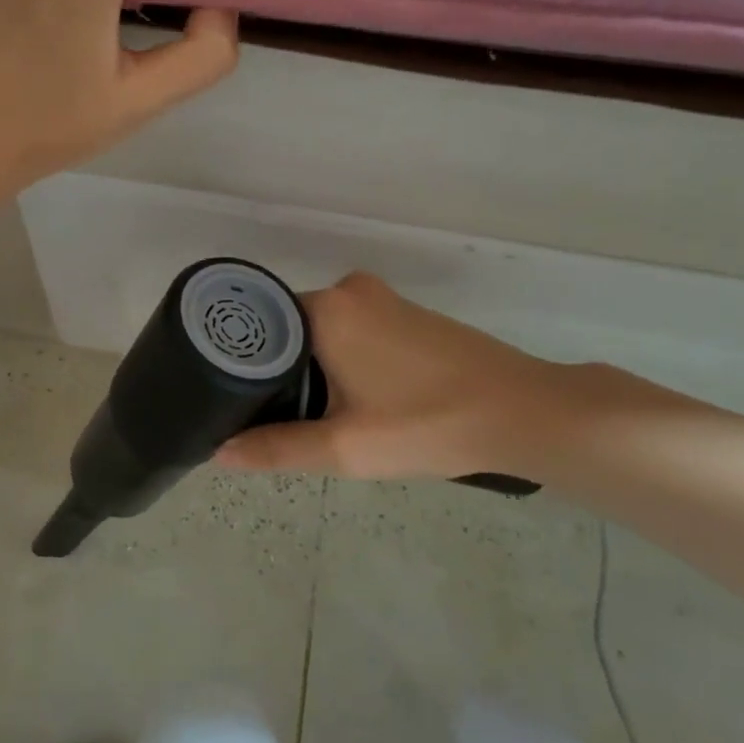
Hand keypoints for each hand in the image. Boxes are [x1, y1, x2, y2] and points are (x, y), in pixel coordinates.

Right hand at [215, 273, 573, 479]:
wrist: (525, 412)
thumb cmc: (428, 424)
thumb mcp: (344, 447)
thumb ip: (276, 448)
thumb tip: (218, 453)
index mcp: (326, 308)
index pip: (259, 327)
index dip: (242, 365)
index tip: (231, 399)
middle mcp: (349, 290)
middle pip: (289, 329)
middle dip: (278, 372)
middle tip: (267, 418)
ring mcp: (383, 299)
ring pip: (322, 332)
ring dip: (311, 368)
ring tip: (305, 415)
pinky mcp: (407, 314)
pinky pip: (352, 331)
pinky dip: (340, 360)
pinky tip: (351, 400)